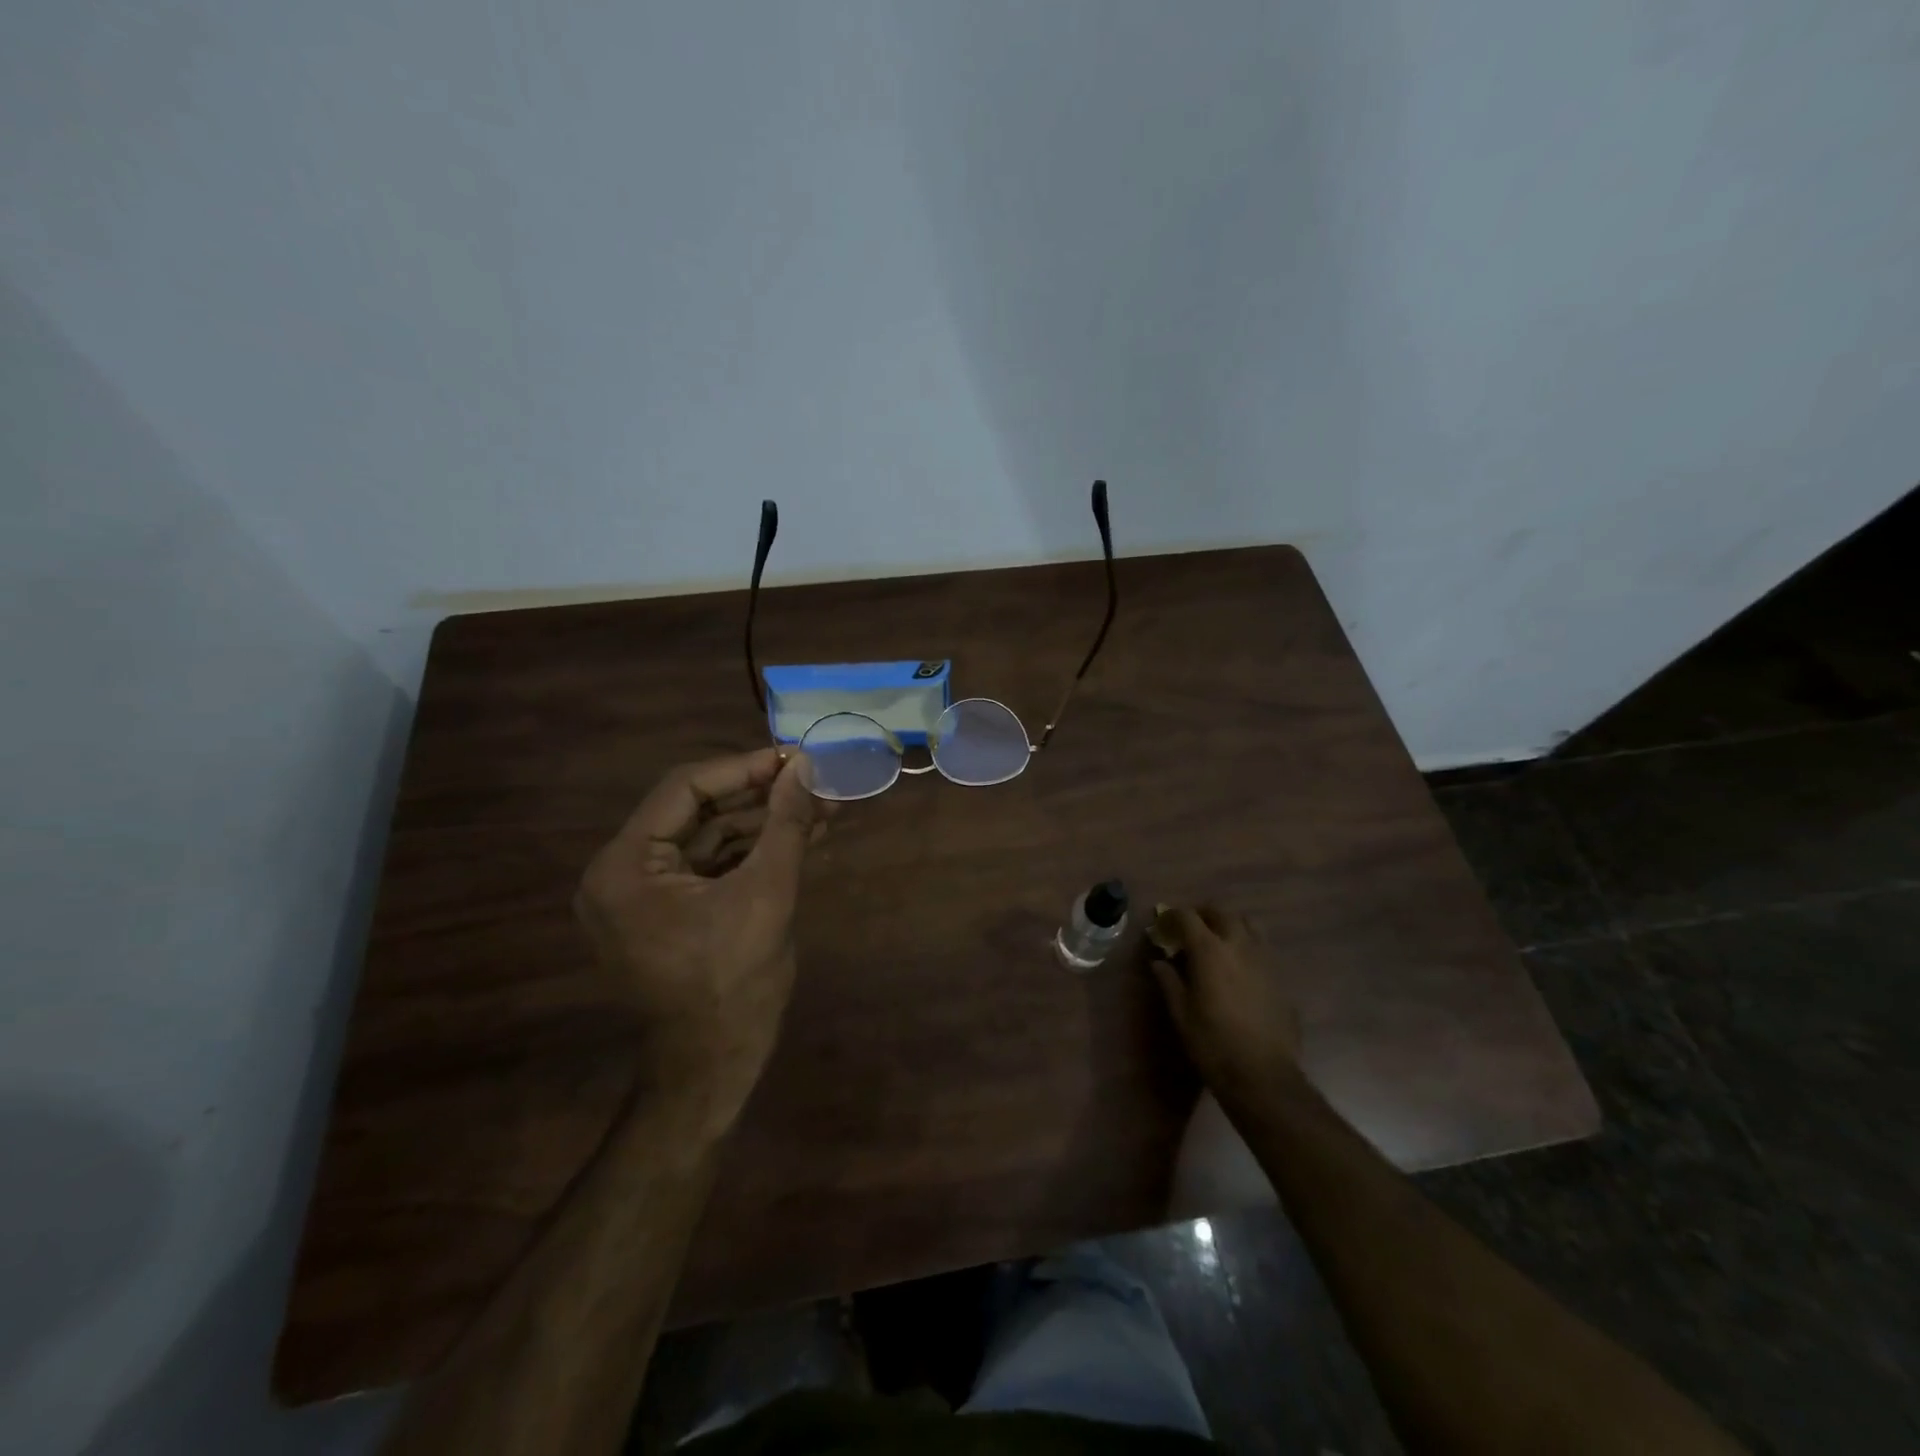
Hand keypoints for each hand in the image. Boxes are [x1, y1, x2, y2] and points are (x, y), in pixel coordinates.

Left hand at [575, 748, 831, 1139]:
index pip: (684, 789)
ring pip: (709, 838)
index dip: (744, 768)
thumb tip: (807, 767)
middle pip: (697, 811)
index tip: (795, 758)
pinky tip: (801, 836)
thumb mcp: (767, 893)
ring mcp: (643, 895)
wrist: (715, 1068)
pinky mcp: (668, 912)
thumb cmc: (734, 983)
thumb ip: (786, 823)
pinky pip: (711, 866)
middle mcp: (622, 873)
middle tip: (815, 781)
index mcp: (625, 866)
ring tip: (822, 807)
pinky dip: (753, 851)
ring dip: (764, 823)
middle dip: (761, 797)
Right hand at [1147, 904, 1302, 1106]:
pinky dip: (1246, 945)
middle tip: (1188, 928)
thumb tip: (1159, 962)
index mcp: (1210, 950)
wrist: (1263, 1076)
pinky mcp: (1280, 977)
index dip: (1171, 916)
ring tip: (1217, 940)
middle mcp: (1239, 945)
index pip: (1187, 916)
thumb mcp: (1181, 1013)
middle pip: (1221, 912)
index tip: (1161, 925)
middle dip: (1202, 914)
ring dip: (1229, 924)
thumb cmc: (1213, 1043)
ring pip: (1248, 924)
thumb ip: (1169, 981)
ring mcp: (1265, 959)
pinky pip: (1262, 947)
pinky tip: (1238, 968)